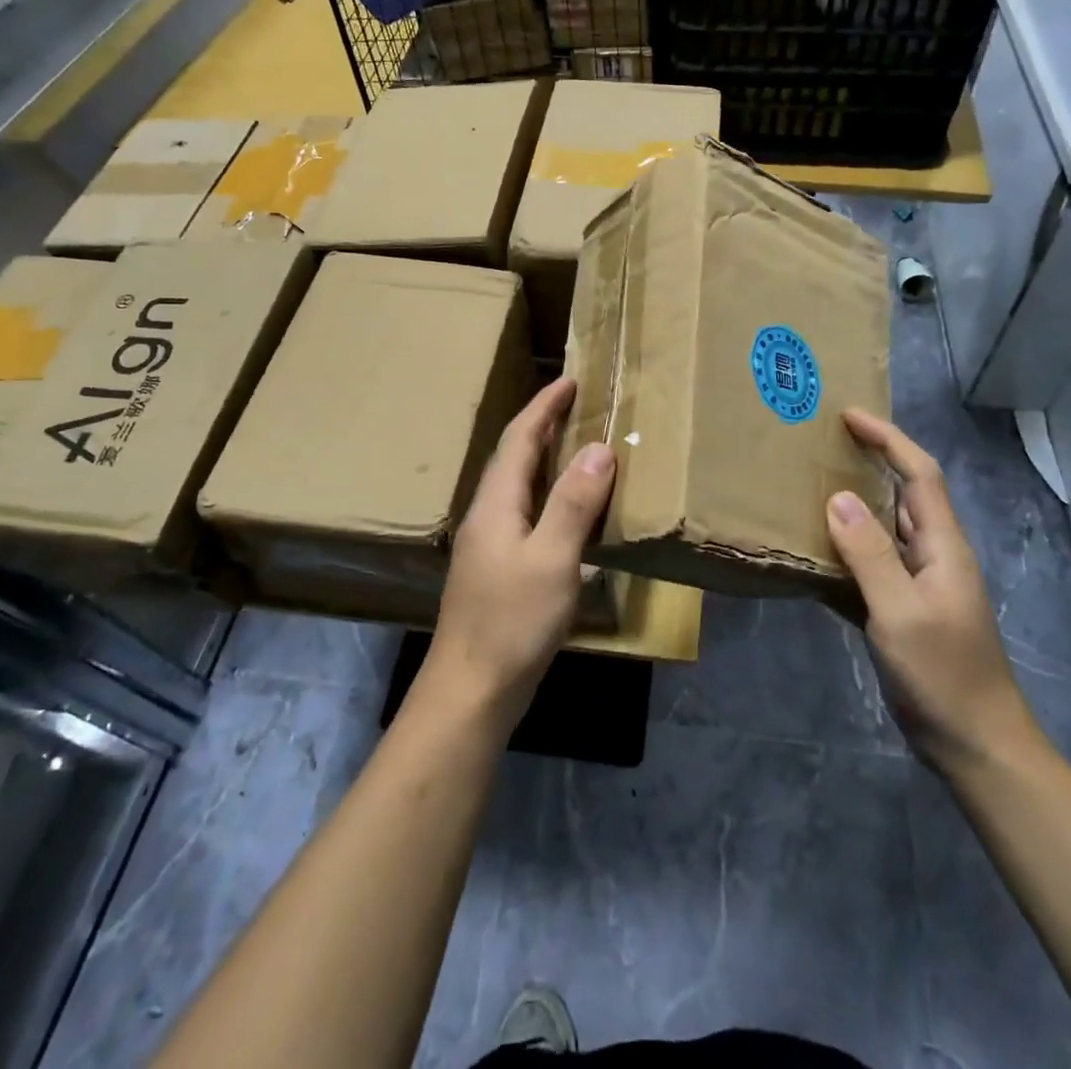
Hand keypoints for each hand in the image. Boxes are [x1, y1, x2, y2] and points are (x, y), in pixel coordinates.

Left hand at [427, 377, 614, 728]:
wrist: (471, 690)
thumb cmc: (512, 621)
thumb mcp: (552, 559)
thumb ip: (573, 503)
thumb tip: (598, 448)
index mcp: (496, 504)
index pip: (519, 439)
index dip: (543, 407)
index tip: (569, 380)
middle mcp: (487, 516)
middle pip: (515, 458)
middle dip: (543, 426)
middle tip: (578, 406)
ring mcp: (489, 545)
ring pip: (519, 487)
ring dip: (546, 460)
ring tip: (579, 447)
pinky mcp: (498, 570)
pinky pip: (526, 514)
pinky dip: (550, 496)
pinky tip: (569, 511)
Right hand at [826, 409, 1038, 776]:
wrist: (974, 745)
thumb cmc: (944, 675)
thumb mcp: (901, 613)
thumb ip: (870, 555)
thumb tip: (838, 498)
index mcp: (943, 546)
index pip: (920, 474)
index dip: (888, 439)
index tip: (849, 416)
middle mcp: (932, 556)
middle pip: (902, 495)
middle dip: (869, 463)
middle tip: (820, 446)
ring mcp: (917, 586)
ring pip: (882, 532)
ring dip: (851, 508)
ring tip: (805, 490)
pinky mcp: (901, 612)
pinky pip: (867, 569)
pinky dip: (841, 555)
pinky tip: (808, 556)